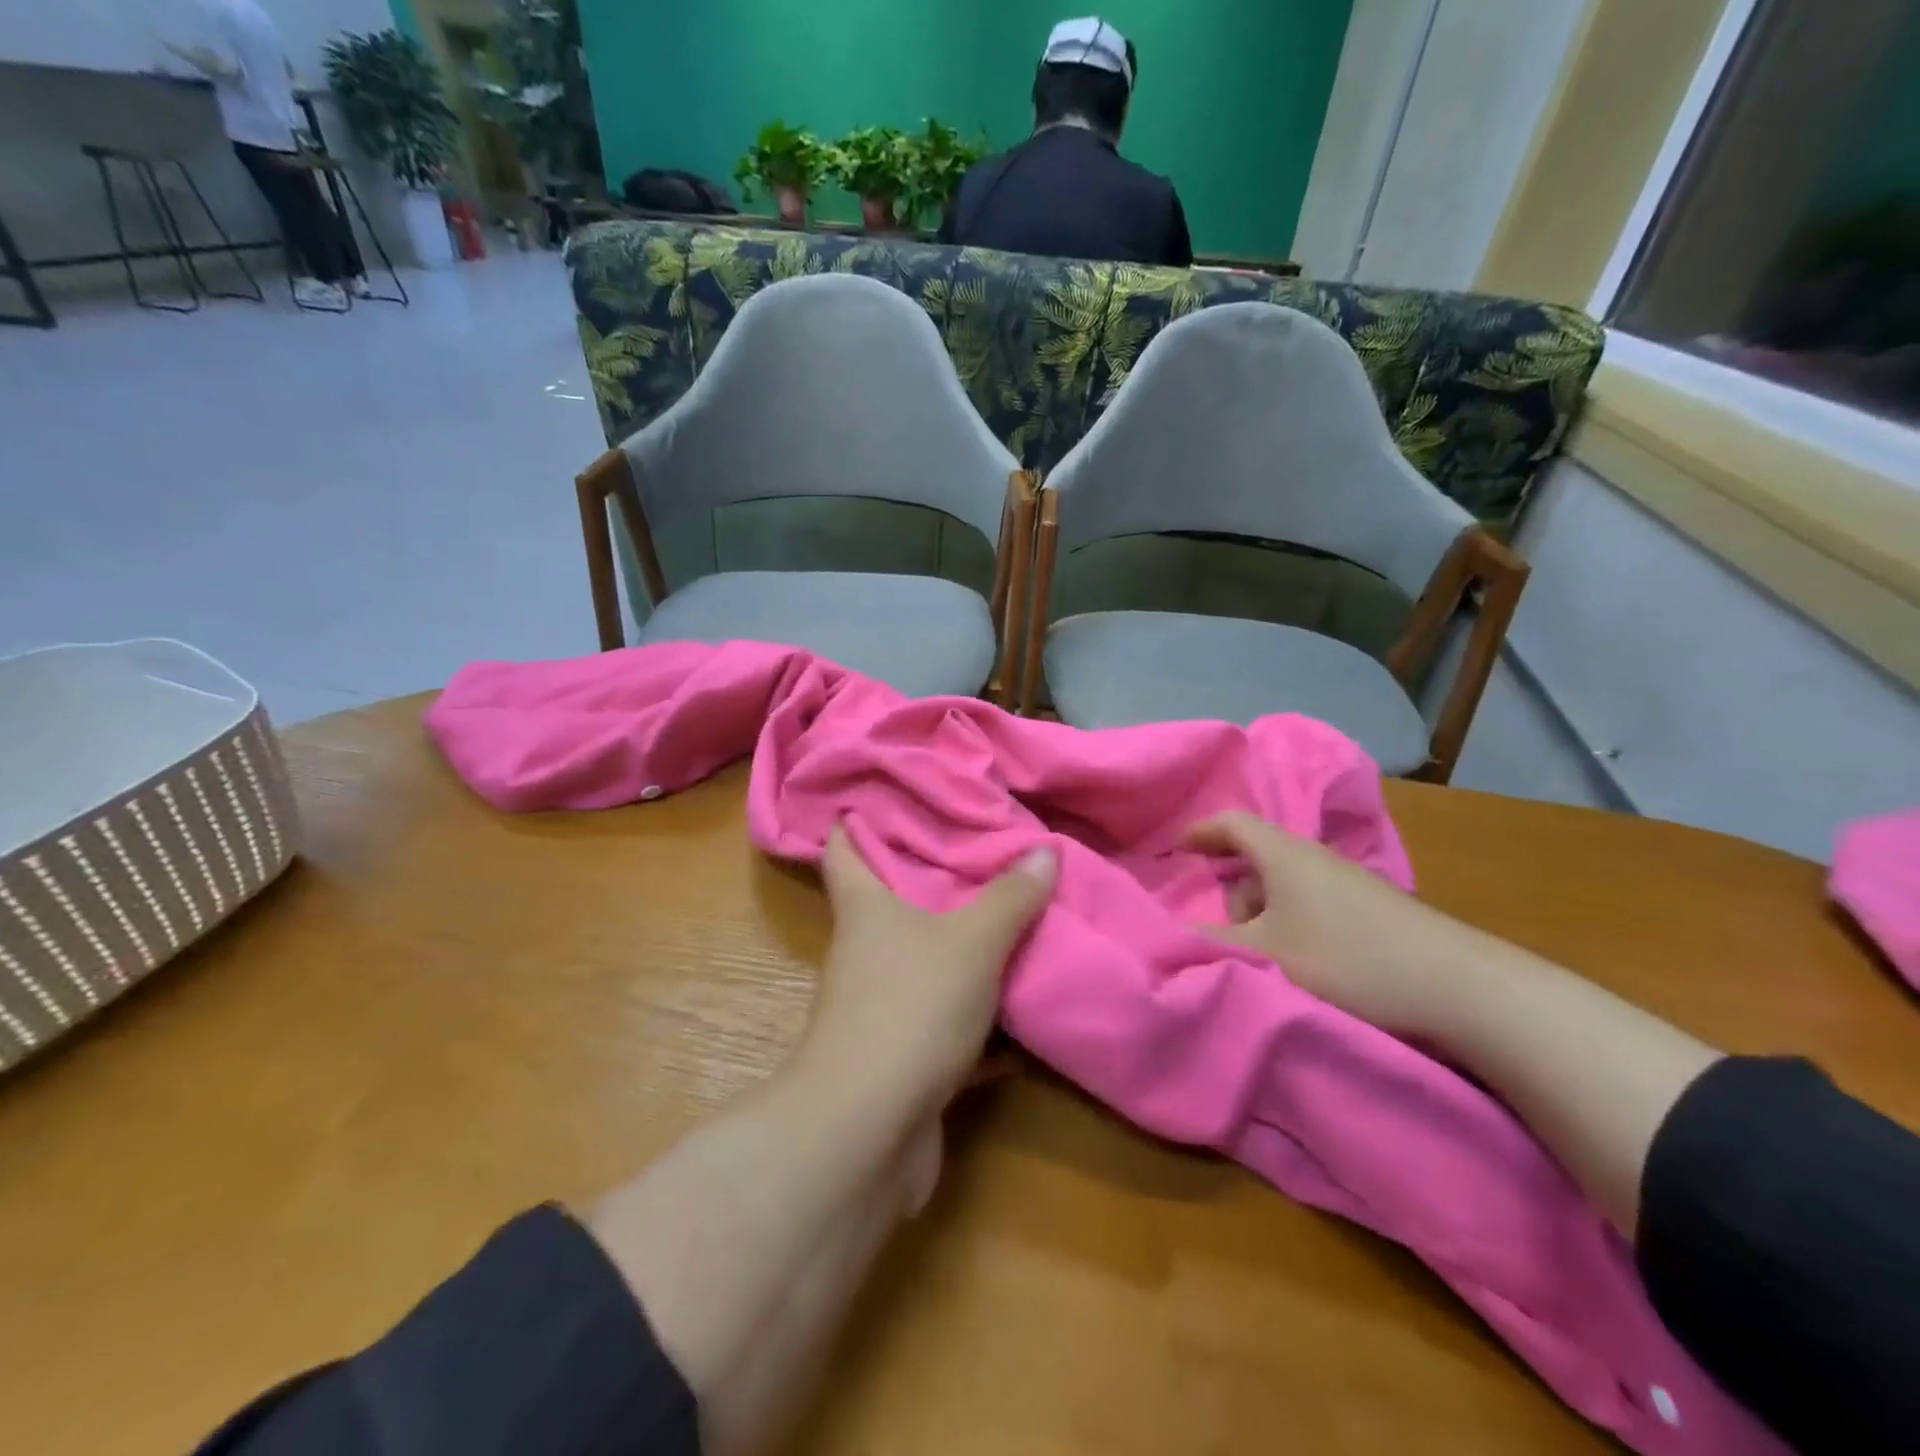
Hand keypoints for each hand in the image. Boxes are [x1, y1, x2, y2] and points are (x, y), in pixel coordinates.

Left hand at [801, 827, 1055, 1123]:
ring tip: (1007, 917)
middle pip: (887, 904)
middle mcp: (864, 953)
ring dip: (958, 949)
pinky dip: (978, 1016)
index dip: (855, 822)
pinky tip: (1020, 1008)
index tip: (881, 798)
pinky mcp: (901, 1057)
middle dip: (927, 880)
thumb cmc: (910, 1007)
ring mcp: (879, 1008)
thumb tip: (1044, 850)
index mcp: (865, 910)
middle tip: (978, 852)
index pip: (844, 850)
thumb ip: (1010, 898)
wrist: (869, 1130)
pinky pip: (945, 1022)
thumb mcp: (972, 943)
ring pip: (922, 964)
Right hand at [1186, 812, 1474, 1034]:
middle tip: (1228, 936)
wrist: (1461, 989)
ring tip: (1269, 962)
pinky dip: (1293, 927)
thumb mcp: (1266, 956)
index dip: (1199, 832)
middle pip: (1257, 860)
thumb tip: (1171, 934)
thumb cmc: (1348, 960)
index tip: (1173, 851)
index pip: (1231, 823)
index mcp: (1283, 854)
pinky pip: (1312, 905)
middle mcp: (1315, 858)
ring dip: (1264, 917)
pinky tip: (1305, 966)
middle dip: (1233, 894)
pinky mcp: (1372, 910)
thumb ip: (1212, 944)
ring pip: (1285, 888)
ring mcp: (1348, 883)